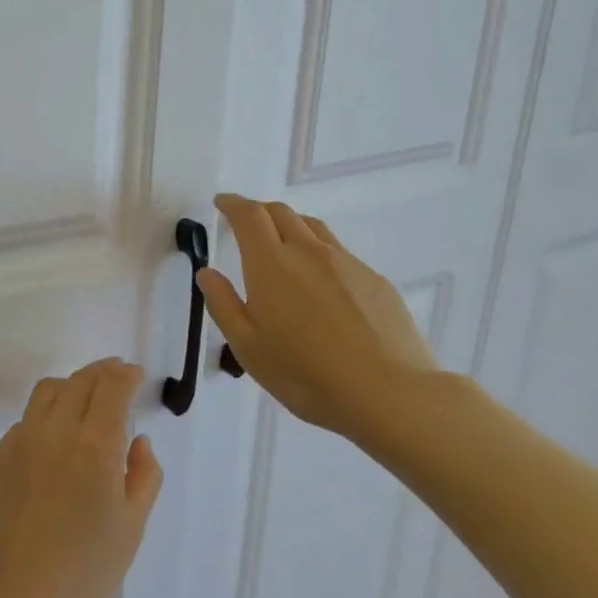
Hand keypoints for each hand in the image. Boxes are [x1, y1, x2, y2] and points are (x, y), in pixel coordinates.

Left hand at [0, 358, 162, 597]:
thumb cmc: (84, 572)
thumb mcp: (131, 527)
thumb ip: (143, 475)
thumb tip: (137, 441)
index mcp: (95, 445)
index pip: (112, 386)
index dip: (126, 374)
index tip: (135, 375)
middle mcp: (55, 431)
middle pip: (80, 380)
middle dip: (103, 373)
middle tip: (116, 378)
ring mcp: (20, 441)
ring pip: (47, 391)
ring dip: (71, 386)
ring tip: (85, 401)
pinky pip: (26, 421)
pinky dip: (46, 417)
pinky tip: (54, 443)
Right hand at [197, 193, 437, 439]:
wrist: (390, 394)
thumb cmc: (306, 375)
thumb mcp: (248, 348)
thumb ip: (223, 305)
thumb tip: (208, 273)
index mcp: (271, 265)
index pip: (249, 216)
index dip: (232, 204)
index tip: (221, 203)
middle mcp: (309, 252)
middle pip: (281, 212)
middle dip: (258, 211)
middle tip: (245, 225)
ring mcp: (347, 263)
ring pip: (312, 228)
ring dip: (290, 226)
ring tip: (282, 247)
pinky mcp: (375, 280)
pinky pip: (338, 252)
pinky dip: (318, 253)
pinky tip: (320, 285)